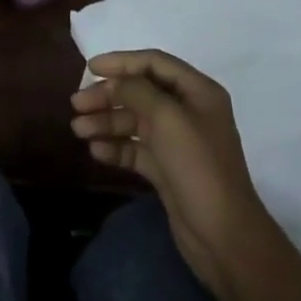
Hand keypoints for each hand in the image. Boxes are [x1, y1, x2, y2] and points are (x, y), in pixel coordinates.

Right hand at [71, 49, 277, 299]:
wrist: (224, 238)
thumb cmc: (199, 168)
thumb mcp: (168, 119)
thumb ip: (138, 91)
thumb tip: (116, 81)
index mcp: (198, 92)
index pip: (154, 63)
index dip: (122, 62)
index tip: (91, 68)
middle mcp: (188, 111)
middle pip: (140, 93)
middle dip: (108, 96)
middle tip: (76, 104)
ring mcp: (177, 142)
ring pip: (135, 121)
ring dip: (107, 122)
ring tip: (78, 129)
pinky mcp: (167, 170)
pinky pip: (136, 149)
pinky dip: (116, 147)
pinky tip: (96, 151)